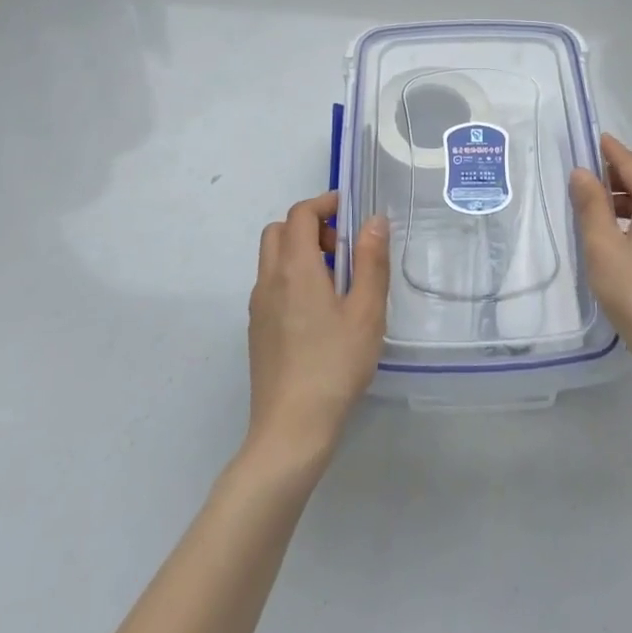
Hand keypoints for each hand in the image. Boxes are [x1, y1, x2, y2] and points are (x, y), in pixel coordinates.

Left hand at [245, 192, 390, 465]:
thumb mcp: (366, 311)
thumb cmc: (335, 365)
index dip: (324, 204)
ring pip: (272, 259)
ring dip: (300, 251)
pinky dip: (292, 277)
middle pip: (279, 231)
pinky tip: (320, 312)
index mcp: (294, 268)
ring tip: (338, 281)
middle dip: (310, 226)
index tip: (351, 212)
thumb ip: (371, 260)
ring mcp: (258, 307)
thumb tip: (373, 220)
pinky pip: (272, 285)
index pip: (300, 214)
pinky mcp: (257, 330)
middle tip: (343, 247)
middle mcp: (269, 280)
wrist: (291, 429)